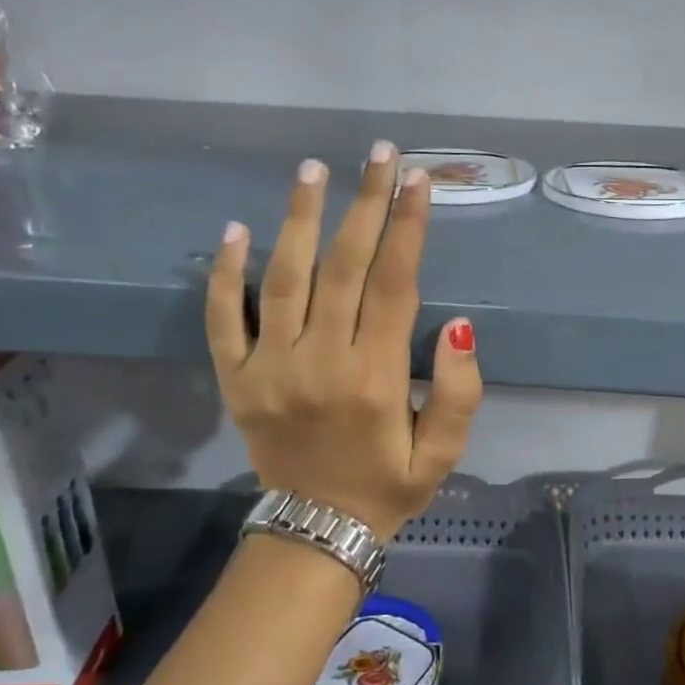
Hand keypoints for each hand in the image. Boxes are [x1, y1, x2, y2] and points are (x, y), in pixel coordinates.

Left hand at [205, 143, 482, 539]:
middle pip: (344, 267)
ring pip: (284, 279)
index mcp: (377, 378)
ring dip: (299, 219)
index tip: (418, 180)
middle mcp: (322, 362)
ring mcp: (270, 368)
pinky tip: (236, 229)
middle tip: (378, 153)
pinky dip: (226, 274)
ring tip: (313, 170)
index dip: (409, 228)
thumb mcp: (443, 454)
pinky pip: (225, 319)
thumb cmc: (388, 486)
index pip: (395, 285)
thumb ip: (459, 393)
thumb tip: (460, 326)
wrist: (316, 531)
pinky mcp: (236, 379)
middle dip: (366, 204)